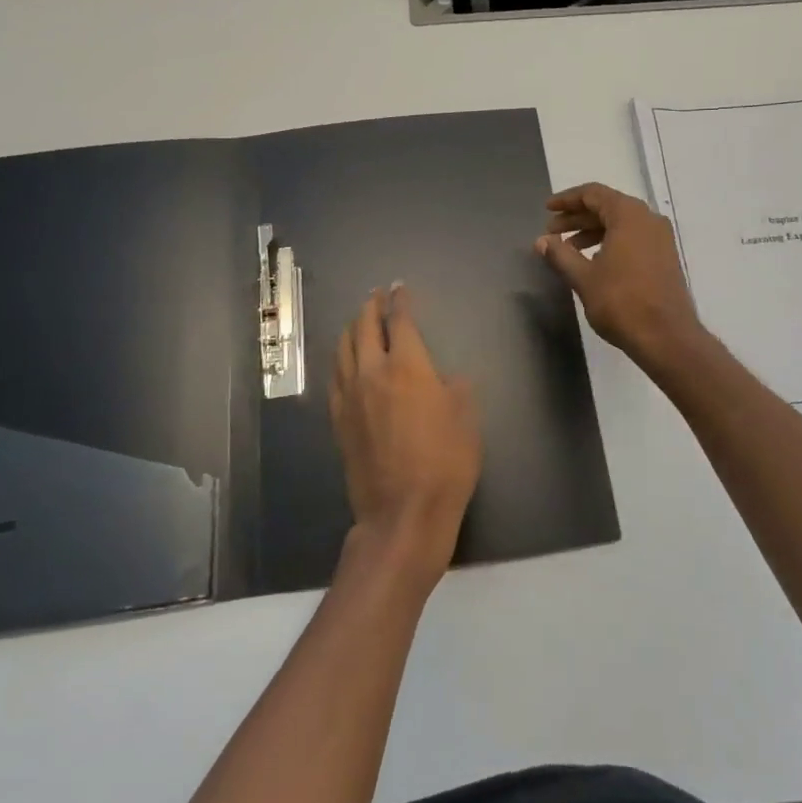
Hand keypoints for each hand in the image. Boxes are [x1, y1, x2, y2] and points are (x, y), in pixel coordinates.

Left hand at [329, 284, 481, 589]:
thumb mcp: (466, 420)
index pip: (400, 322)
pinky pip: (335, 377)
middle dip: (371, 307)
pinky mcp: (339, 420)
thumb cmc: (445, 464)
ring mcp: (350, 396)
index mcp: (407, 367)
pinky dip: (340, 359)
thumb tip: (444, 379)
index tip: (400, 288)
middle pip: (364, 328)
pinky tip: (343, 361)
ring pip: (343, 349)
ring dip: (351, 328)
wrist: (402, 513)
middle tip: (376, 297)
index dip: (400, 301)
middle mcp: (373, 373)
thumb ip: (455, 390)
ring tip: (357, 321)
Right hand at [534, 182, 704, 365]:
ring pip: (620, 223)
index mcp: (629, 215)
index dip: (567, 200)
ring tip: (569, 250)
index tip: (547, 210)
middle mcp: (648, 219)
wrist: (666, 337)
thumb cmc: (621, 302)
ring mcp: (661, 238)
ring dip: (592, 231)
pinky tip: (594, 262)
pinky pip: (633, 238)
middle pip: (607, 206)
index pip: (593, 193)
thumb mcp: (584, 278)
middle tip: (552, 232)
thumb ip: (560, 255)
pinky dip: (610, 242)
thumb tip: (542, 241)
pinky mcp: (665, 257)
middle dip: (577, 217)